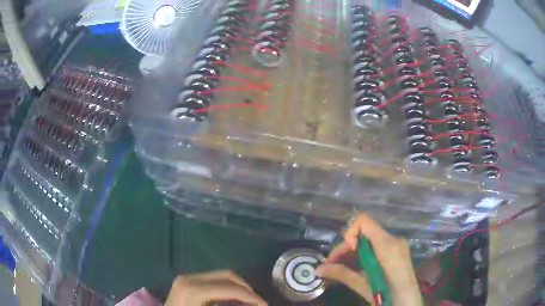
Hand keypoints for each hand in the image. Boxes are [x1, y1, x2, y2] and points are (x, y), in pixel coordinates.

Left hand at [165, 270, 266, 305]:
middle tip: (259, 302)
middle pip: (227, 276)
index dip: (252, 297)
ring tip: (249, 301)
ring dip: (237, 288)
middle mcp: (189, 278)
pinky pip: (212, 280)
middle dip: (247, 289)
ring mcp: (186, 278)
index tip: (265, 305)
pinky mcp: (186, 281)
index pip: (231, 288)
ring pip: (220, 276)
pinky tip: (232, 299)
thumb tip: (255, 305)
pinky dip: (226, 288)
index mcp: (193, 290)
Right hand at [315, 213, 422, 305]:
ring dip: (353, 251)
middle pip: (364, 232)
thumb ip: (342, 274)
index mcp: (387, 245)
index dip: (350, 232)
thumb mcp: (363, 286)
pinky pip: (377, 246)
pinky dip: (364, 254)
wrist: (409, 303)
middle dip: (346, 247)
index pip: (364, 221)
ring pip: (369, 240)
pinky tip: (355, 266)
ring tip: (339, 267)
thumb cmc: (388, 295)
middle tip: (331, 264)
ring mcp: (397, 245)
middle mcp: (393, 239)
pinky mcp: (397, 251)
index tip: (345, 252)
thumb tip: (318, 269)